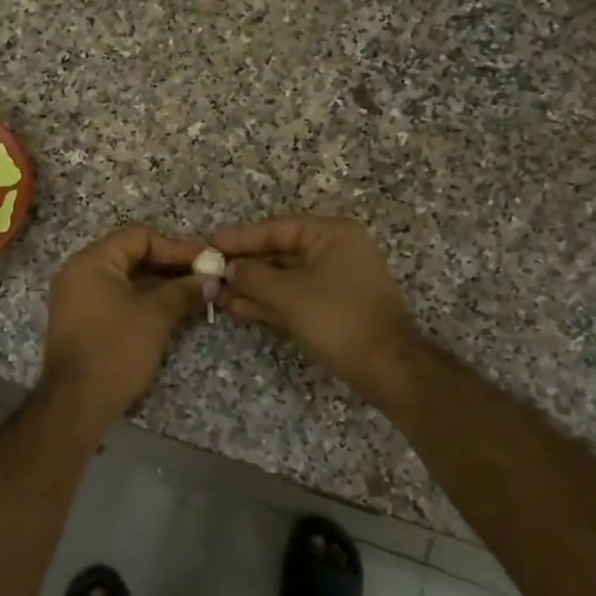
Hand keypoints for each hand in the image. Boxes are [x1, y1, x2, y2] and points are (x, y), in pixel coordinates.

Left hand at [39, 225, 207, 427]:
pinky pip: (114, 297)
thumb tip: (210, 280)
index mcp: (92, 261)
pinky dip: (141, 298)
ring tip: (192, 293)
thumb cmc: (116, 350)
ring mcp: (76, 297)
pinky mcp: (80, 320)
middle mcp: (78, 272)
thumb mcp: (156, 316)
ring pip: (124, 278)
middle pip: (130, 254)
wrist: (77, 403)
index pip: (139, 236)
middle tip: (203, 276)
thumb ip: (183, 291)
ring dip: (158, 283)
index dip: (176, 247)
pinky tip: (169, 309)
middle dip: (169, 265)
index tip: (205, 261)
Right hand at [212, 216, 427, 406]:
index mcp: (331, 235)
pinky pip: (294, 298)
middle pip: (280, 252)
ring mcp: (335, 282)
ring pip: (284, 278)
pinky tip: (237, 307)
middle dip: (244, 265)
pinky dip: (268, 302)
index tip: (209, 245)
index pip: (276, 228)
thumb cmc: (337, 318)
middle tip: (208, 272)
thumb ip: (252, 277)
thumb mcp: (288, 294)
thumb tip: (228, 269)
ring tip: (215, 294)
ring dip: (251, 286)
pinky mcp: (332, 309)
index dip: (240, 238)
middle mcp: (335, 251)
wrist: (386, 367)